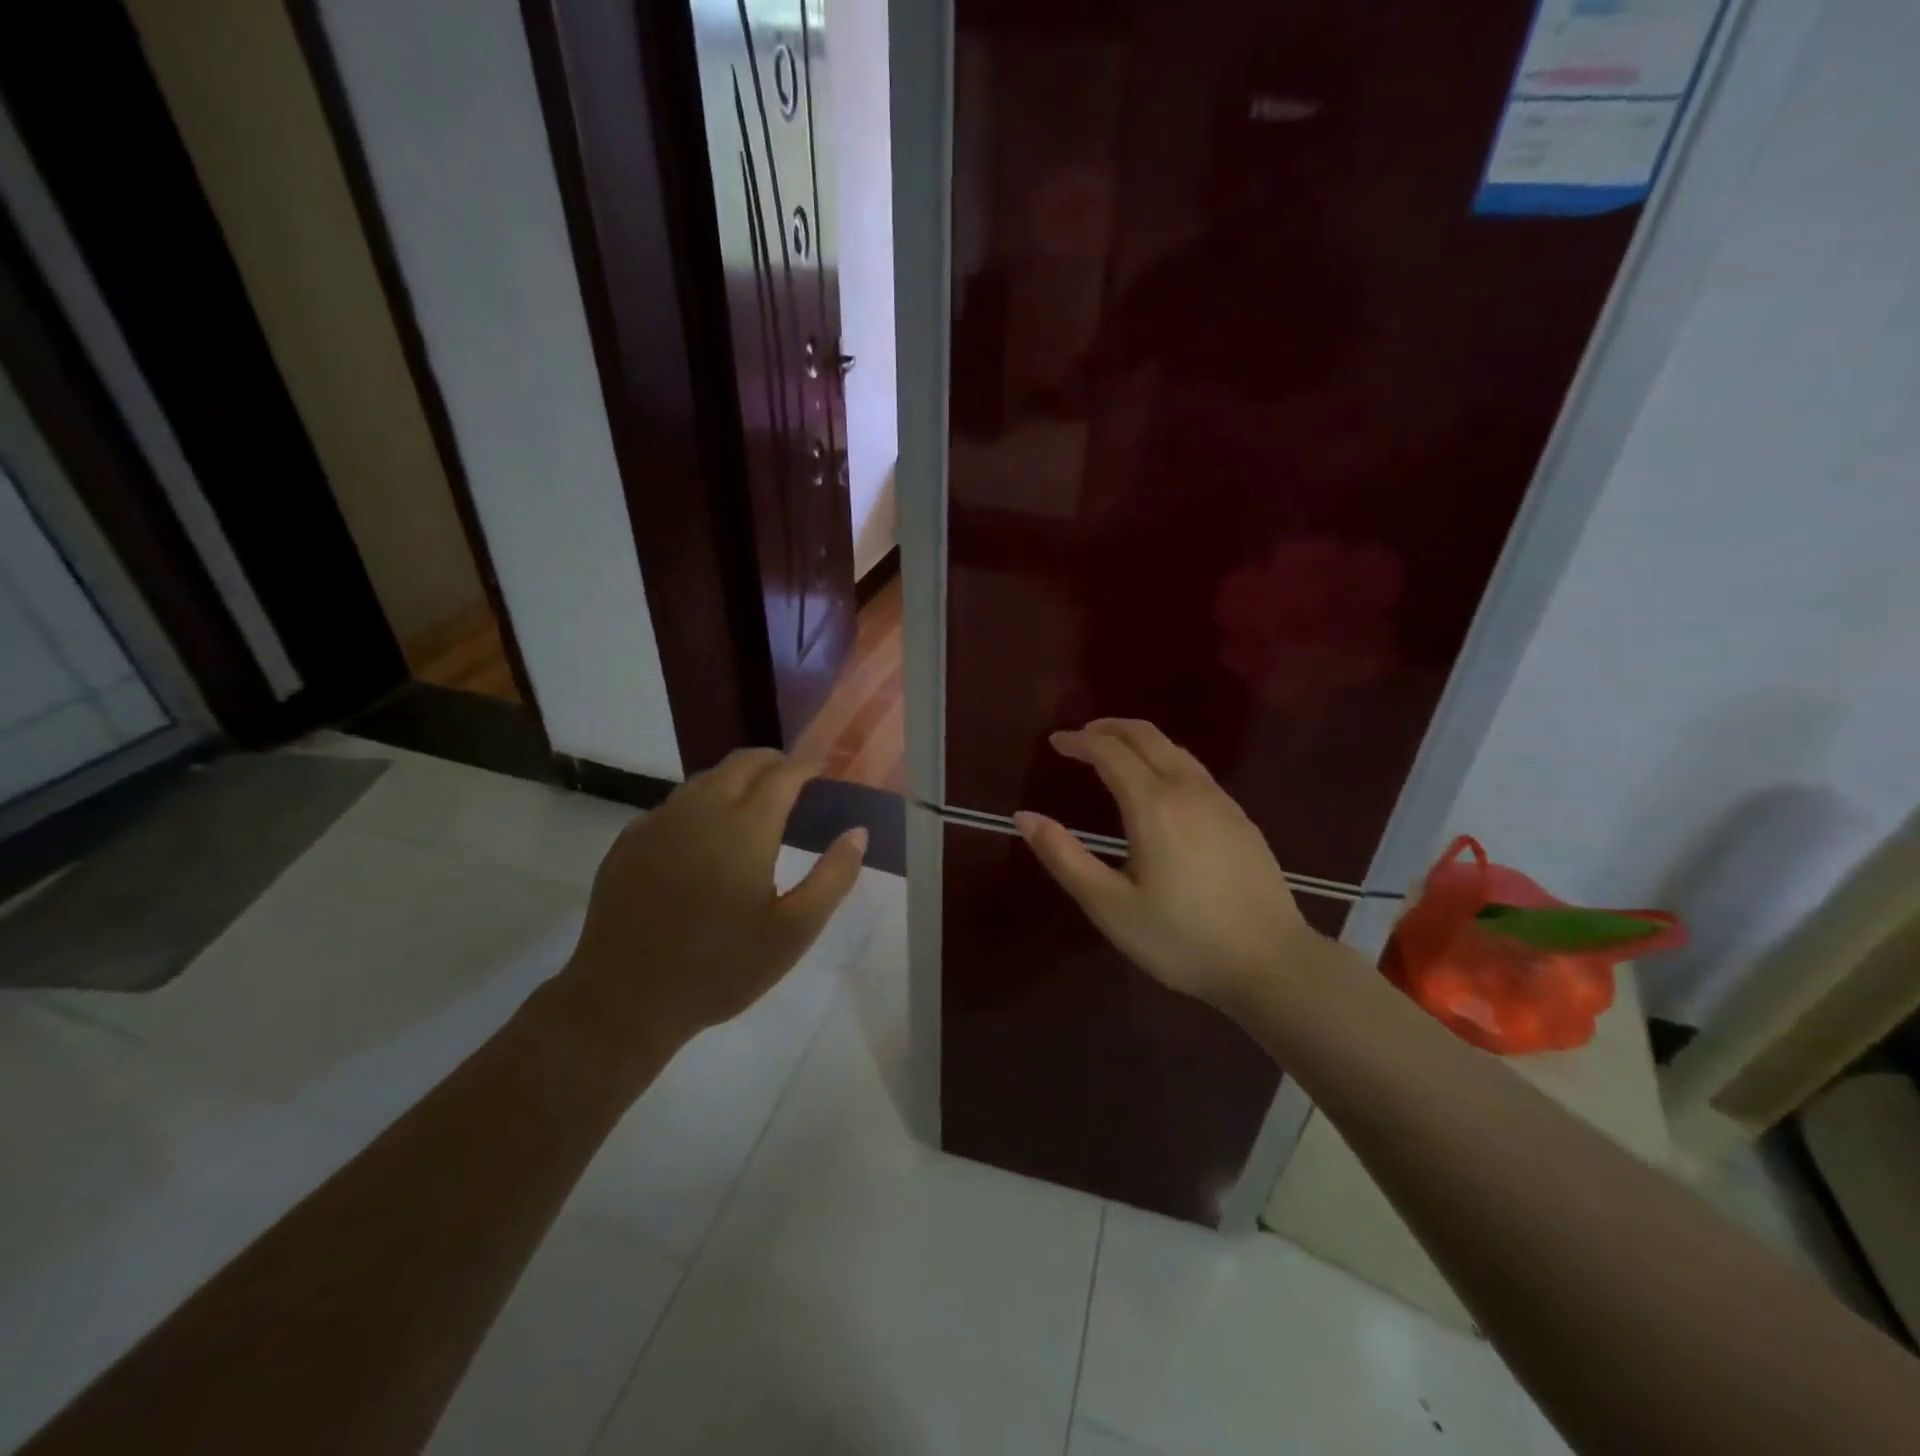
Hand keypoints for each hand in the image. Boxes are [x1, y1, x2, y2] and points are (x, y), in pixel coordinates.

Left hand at [557, 749, 865, 1072]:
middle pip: (742, 762)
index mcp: (745, 829)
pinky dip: (701, 803)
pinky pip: (674, 803)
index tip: (825, 770)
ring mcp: (658, 822)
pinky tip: (705, 836)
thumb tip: (858, 832)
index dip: (808, 765)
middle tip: (797, 782)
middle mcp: (700, 811)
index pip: (783, 774)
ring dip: (737, 779)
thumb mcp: (793, 932)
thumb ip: (833, 877)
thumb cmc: (720, 969)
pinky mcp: (629, 840)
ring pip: (705, 779)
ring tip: (756, 805)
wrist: (624, 1000)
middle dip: (775, 763)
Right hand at [1014, 719, 1326, 1015]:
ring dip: (1139, 740)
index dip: (1079, 741)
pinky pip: (1195, 769)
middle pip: (1146, 736)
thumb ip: (1064, 858)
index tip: (1055, 742)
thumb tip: (1024, 817)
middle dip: (1109, 728)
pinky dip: (1164, 759)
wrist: (1271, 963)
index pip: (1109, 751)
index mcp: (1153, 805)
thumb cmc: (1182, 939)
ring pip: (1175, 749)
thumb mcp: (1110, 907)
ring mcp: (1220, 801)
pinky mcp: (1240, 818)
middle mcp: (1188, 789)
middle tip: (1080, 737)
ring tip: (1113, 754)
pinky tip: (1158, 786)